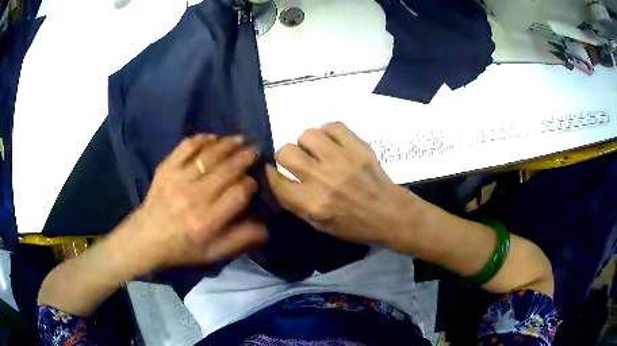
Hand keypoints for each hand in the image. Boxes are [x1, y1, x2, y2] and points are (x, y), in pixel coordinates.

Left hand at [126, 134, 267, 271]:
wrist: (146, 238)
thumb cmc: (182, 248)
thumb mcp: (213, 254)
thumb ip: (240, 240)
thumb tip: (265, 226)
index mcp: (207, 222)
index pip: (238, 194)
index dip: (250, 184)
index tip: (253, 182)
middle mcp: (194, 198)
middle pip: (226, 170)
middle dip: (244, 158)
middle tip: (254, 150)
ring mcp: (177, 180)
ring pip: (209, 156)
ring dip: (228, 144)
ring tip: (240, 139)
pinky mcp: (166, 169)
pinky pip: (186, 147)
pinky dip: (201, 139)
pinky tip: (212, 137)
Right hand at [266, 122, 415, 248]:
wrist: (389, 214)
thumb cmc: (354, 225)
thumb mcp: (319, 225)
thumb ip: (295, 203)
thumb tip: (278, 177)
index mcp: (312, 204)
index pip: (277, 181)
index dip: (271, 174)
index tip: (274, 170)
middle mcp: (322, 179)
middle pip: (286, 152)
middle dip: (287, 156)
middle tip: (299, 161)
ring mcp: (341, 159)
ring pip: (307, 134)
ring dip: (308, 143)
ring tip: (318, 151)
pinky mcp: (358, 146)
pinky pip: (332, 126)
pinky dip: (329, 133)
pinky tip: (334, 144)